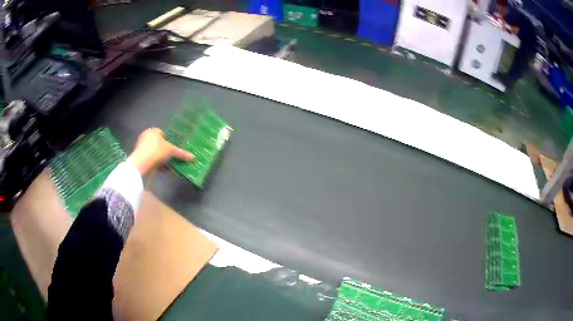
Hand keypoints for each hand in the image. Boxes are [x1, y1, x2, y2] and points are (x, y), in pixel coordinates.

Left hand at [127, 128, 193, 175]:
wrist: (141, 164)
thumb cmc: (156, 151)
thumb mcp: (171, 151)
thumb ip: (181, 153)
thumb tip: (193, 157)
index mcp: (153, 131)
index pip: (163, 133)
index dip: (169, 140)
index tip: (174, 148)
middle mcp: (146, 137)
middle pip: (159, 143)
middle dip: (165, 150)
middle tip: (172, 156)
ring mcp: (141, 148)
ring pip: (155, 153)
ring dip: (161, 159)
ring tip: (169, 165)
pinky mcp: (140, 158)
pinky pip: (151, 160)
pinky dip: (157, 164)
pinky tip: (163, 170)